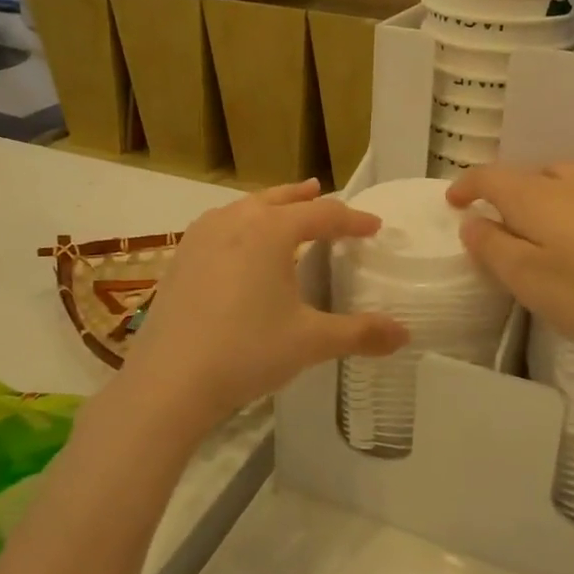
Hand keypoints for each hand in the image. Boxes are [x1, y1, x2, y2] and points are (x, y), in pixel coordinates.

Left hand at [118, 180, 407, 443]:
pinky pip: (219, 226)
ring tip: (281, 208)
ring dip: (269, 205)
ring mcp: (201, 237)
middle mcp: (235, 221)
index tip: (374, 226)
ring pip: (244, 208)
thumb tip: (405, 335)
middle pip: (278, 199)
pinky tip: (237, 244)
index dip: (352, 219)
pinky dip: (239, 224)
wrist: (168, 382)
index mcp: (271, 230)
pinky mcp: (180, 259)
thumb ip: (360, 333)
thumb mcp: (311, 342)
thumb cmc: (247, 352)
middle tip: (321, 191)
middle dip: (305, 198)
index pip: (323, 214)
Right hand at [447, 163, 573, 354]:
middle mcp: (565, 180)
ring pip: (558, 180)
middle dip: (503, 194)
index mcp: (532, 195)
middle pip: (524, 176)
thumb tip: (472, 222)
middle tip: (497, 226)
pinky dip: (570, 204)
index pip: (488, 176)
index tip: (453, 203)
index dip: (465, 186)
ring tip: (538, 227)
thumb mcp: (527, 278)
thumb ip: (492, 247)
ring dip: (538, 196)